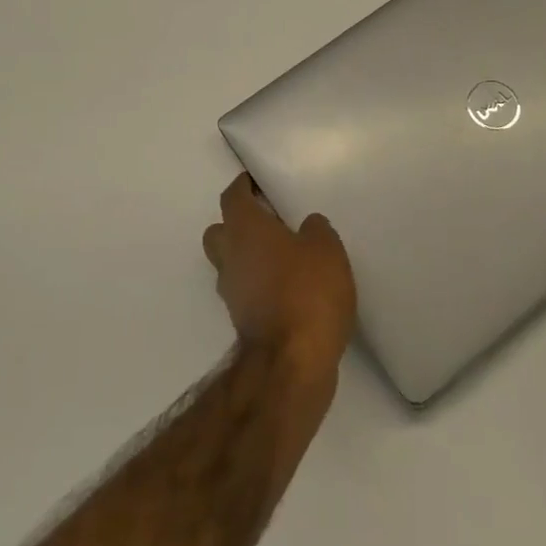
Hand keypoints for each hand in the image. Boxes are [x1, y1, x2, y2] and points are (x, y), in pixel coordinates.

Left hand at [204, 174, 356, 383]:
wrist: (292, 363)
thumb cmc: (307, 292)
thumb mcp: (326, 249)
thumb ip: (315, 230)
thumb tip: (307, 226)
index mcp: (244, 229)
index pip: (232, 197)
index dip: (242, 186)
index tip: (255, 182)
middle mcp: (230, 257)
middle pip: (219, 231)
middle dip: (237, 223)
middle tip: (267, 221)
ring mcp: (232, 293)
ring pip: (230, 264)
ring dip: (248, 258)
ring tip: (283, 257)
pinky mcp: (242, 322)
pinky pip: (245, 291)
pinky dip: (258, 285)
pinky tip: (287, 289)